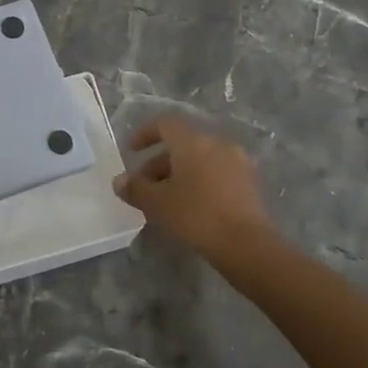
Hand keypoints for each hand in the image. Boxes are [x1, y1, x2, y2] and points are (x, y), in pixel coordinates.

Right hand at [112, 114, 272, 259]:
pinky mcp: (249, 183)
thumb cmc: (196, 215)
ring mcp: (237, 162)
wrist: (246, 244)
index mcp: (193, 142)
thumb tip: (119, 181)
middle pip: (182, 144)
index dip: (145, 133)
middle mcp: (217, 144)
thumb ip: (135, 188)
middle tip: (144, 187)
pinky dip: (198, 182)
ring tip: (164, 201)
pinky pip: (216, 173)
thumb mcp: (158, 203)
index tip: (131, 151)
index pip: (166, 123)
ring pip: (200, 160)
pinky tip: (189, 207)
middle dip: (159, 163)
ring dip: (178, 174)